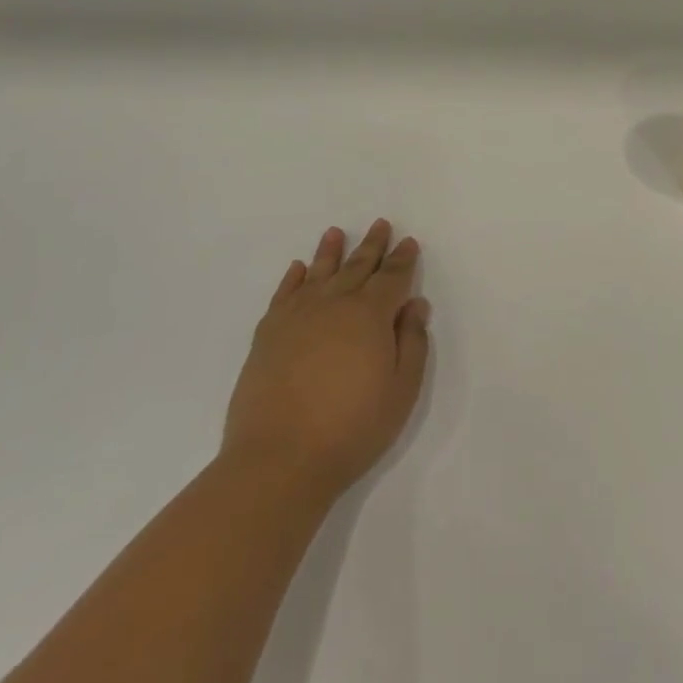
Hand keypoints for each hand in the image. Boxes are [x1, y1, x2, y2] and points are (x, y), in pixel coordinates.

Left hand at [223, 220, 431, 499]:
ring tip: (335, 232)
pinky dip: (292, 278)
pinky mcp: (268, 334)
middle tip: (380, 224)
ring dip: (330, 251)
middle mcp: (334, 304)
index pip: (392, 277)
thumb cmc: (352, 428)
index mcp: (371, 314)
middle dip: (372, 246)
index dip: (403, 259)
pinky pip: (284, 294)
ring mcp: (297, 317)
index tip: (408, 242)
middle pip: (357, 267)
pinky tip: (298, 268)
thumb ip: (412, 342)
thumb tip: (415, 305)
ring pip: (318, 272)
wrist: (279, 459)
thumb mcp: (401, 390)